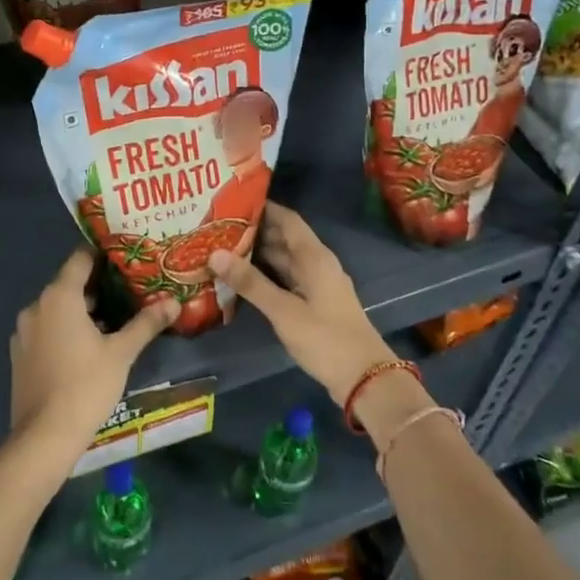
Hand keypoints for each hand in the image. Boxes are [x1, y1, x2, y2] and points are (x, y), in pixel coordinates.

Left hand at [9, 251, 176, 452]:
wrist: (44, 436)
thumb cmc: (86, 385)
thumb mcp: (122, 353)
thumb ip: (146, 323)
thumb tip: (174, 302)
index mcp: (59, 296)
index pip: (80, 258)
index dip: (103, 254)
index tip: (126, 257)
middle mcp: (36, 306)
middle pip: (69, 284)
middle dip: (98, 286)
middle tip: (129, 290)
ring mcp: (23, 332)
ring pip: (57, 309)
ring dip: (82, 310)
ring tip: (115, 319)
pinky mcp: (20, 355)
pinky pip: (46, 329)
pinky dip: (66, 329)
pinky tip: (89, 347)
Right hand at [209, 202, 399, 404]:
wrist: (364, 378)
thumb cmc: (325, 338)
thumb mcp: (283, 311)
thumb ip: (250, 282)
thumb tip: (215, 253)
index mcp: (315, 257)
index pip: (287, 219)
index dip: (263, 208)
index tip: (232, 202)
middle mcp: (318, 264)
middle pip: (284, 239)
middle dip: (255, 231)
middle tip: (218, 227)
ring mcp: (318, 285)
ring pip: (285, 261)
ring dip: (258, 255)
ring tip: (223, 249)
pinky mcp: (315, 304)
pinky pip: (287, 280)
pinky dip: (267, 276)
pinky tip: (243, 280)